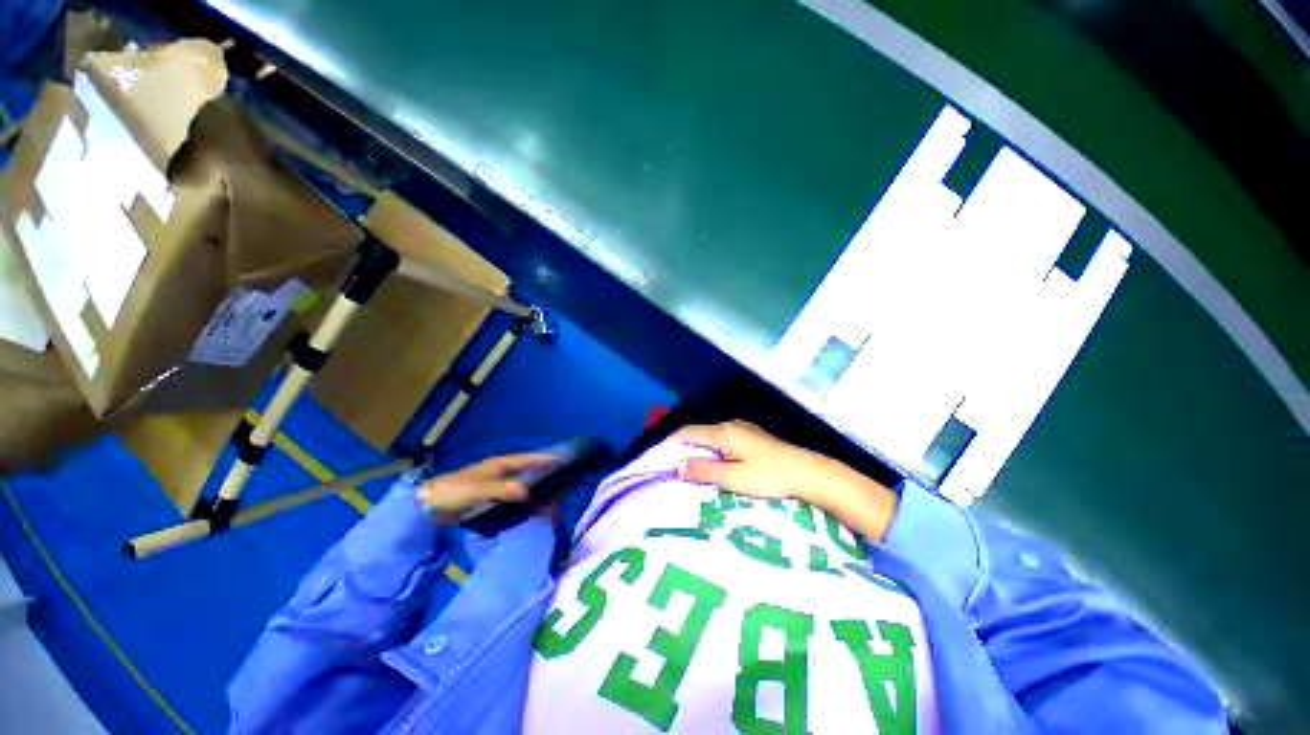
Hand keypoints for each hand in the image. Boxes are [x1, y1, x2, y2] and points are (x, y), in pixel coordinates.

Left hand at [416, 453, 557, 523]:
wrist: (426, 507)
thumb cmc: (452, 492)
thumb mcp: (478, 489)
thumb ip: (502, 490)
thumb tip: (528, 492)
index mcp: (498, 465)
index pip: (526, 460)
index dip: (543, 459)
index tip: (562, 460)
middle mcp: (499, 474)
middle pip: (526, 473)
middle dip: (543, 478)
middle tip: (561, 486)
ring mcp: (494, 487)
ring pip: (520, 487)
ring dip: (534, 494)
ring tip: (550, 503)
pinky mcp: (488, 501)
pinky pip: (511, 500)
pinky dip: (522, 504)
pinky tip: (530, 512)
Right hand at [674, 420, 829, 501]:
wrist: (808, 472)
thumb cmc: (769, 476)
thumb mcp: (734, 477)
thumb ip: (705, 471)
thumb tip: (679, 466)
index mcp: (723, 432)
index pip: (687, 431)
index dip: (670, 442)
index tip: (658, 457)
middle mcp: (730, 425)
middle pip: (699, 432)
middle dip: (683, 446)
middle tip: (672, 466)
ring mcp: (743, 429)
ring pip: (711, 435)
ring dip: (699, 448)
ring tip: (690, 467)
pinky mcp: (753, 436)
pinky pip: (724, 439)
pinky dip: (713, 449)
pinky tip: (715, 463)